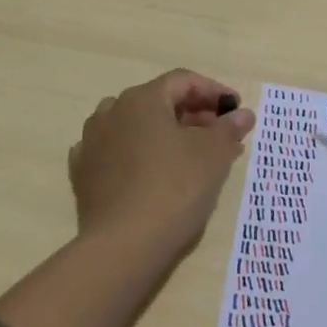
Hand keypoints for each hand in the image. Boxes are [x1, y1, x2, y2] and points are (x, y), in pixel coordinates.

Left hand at [69, 69, 256, 257]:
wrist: (123, 246)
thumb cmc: (174, 188)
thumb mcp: (213, 155)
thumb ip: (229, 129)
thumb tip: (242, 115)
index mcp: (142, 99)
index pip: (183, 81)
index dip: (213, 91)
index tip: (235, 110)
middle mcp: (112, 111)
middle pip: (159, 102)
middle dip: (193, 115)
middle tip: (220, 135)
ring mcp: (92, 142)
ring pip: (135, 126)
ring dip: (164, 133)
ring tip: (188, 155)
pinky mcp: (83, 173)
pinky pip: (115, 151)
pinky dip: (136, 154)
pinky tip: (150, 170)